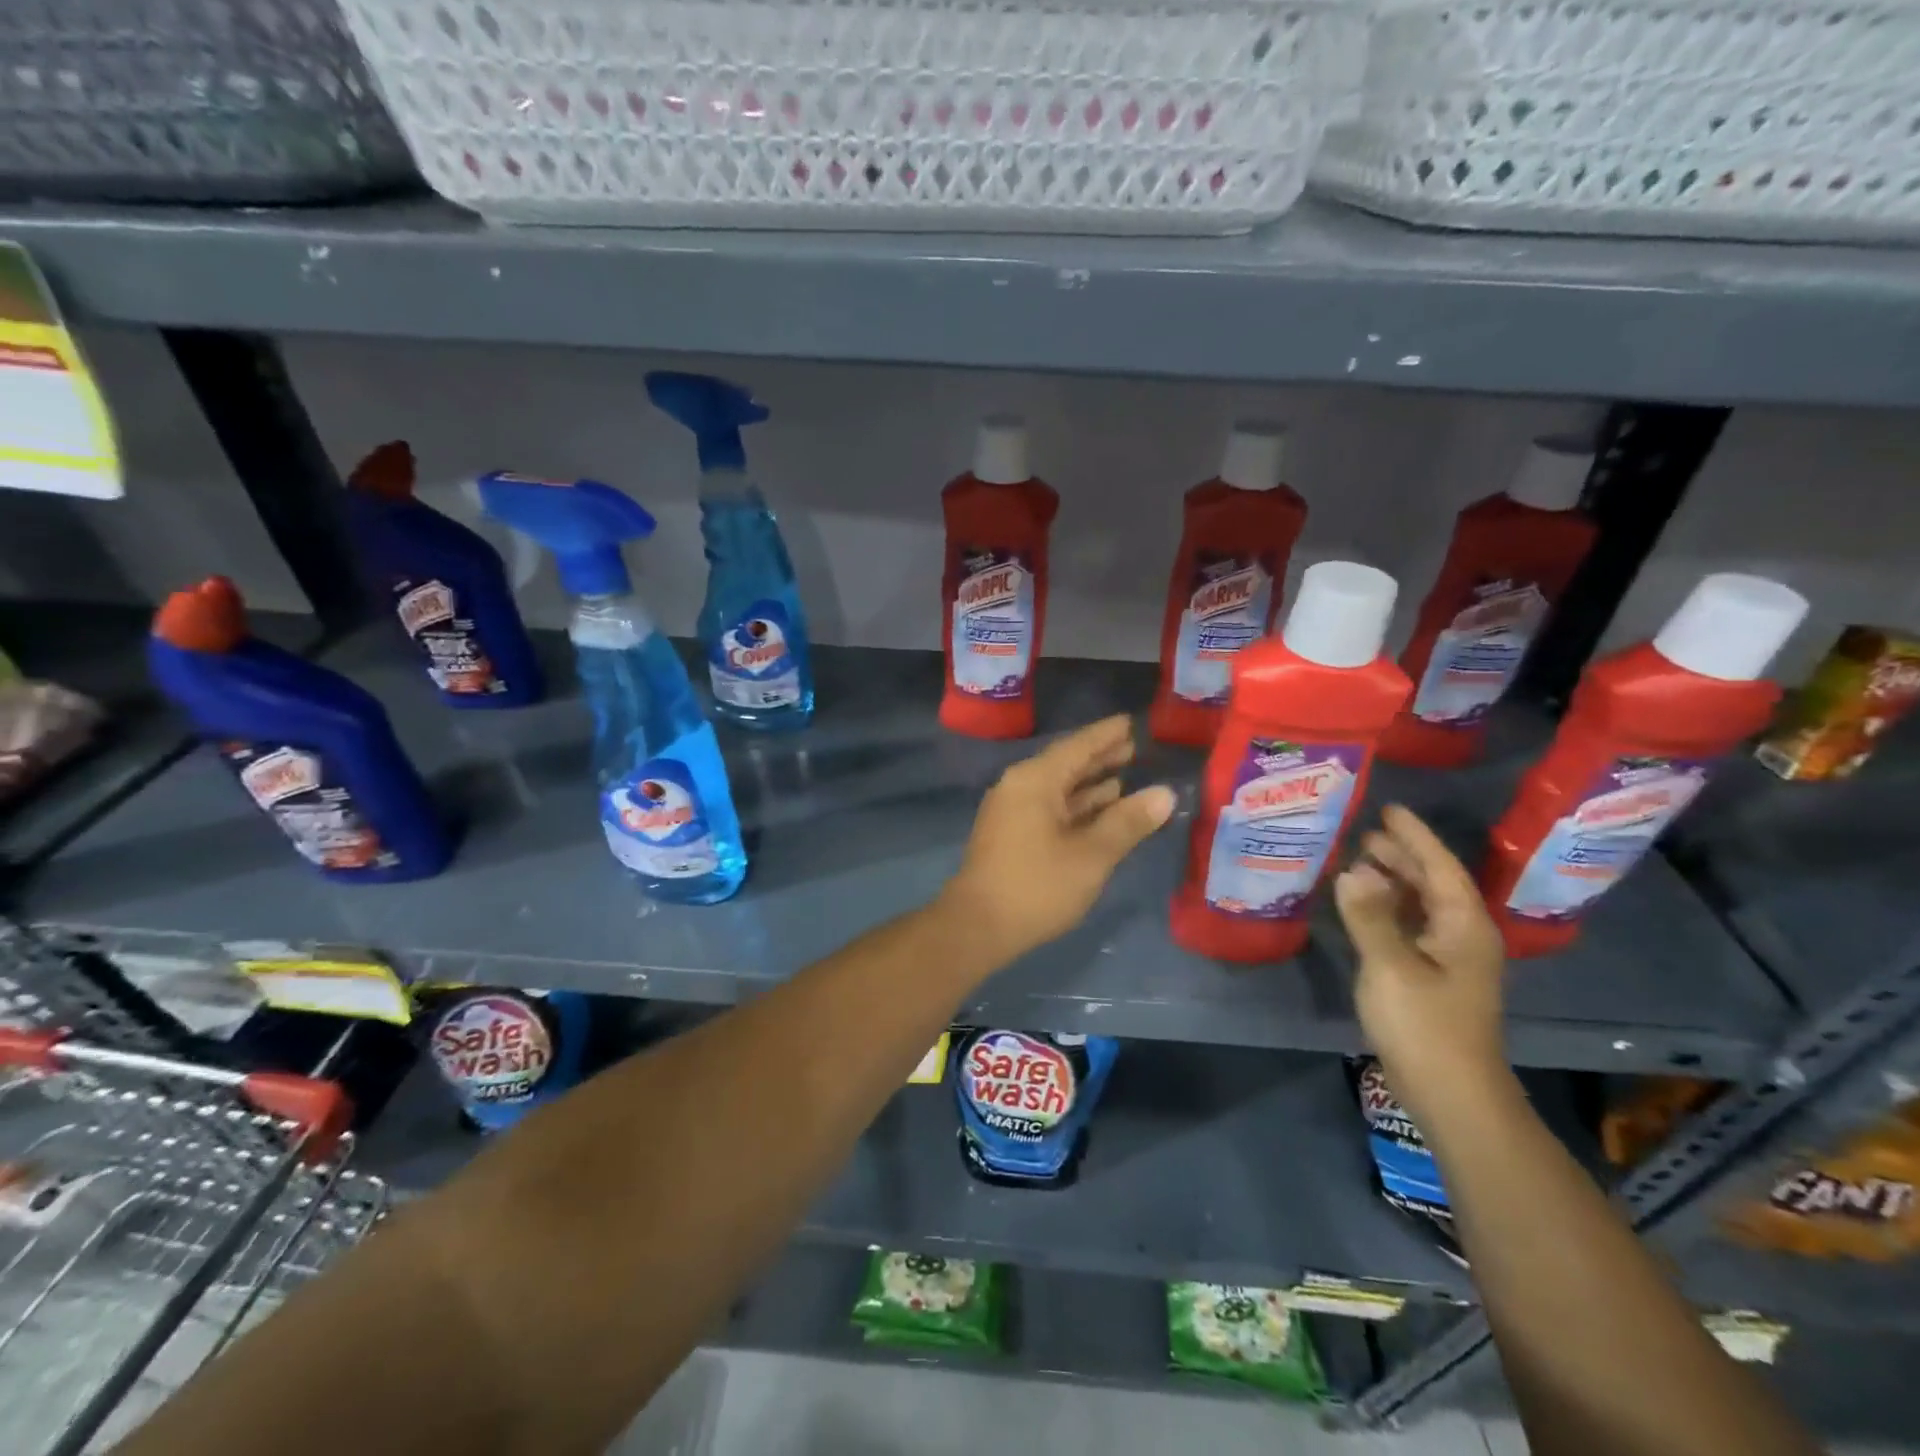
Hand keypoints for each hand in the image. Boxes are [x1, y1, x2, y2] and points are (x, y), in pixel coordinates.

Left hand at [940, 715, 1175, 968]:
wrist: (977, 926)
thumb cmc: (1037, 886)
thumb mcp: (1092, 855)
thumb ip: (1128, 822)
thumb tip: (1165, 794)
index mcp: (1035, 780)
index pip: (1078, 746)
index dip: (1106, 734)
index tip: (1131, 721)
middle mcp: (1020, 786)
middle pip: (1066, 764)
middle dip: (1100, 757)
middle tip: (1135, 747)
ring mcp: (1012, 810)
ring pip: (1058, 788)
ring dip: (1090, 783)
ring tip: (1124, 774)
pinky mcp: (1011, 834)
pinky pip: (1050, 807)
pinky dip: (1076, 805)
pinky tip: (1099, 810)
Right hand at [1334, 805, 1508, 1129]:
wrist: (1452, 1095)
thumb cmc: (1426, 1026)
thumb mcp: (1391, 966)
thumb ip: (1370, 915)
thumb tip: (1353, 869)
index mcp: (1463, 926)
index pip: (1441, 867)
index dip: (1415, 837)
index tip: (1390, 809)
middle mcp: (1462, 937)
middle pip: (1434, 884)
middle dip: (1402, 856)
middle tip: (1364, 833)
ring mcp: (1448, 961)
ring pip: (1422, 906)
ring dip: (1394, 882)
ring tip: (1359, 861)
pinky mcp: (1431, 980)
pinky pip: (1409, 928)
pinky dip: (1387, 910)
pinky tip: (1362, 908)